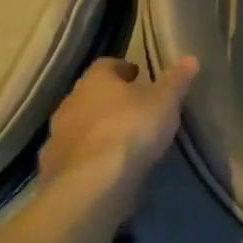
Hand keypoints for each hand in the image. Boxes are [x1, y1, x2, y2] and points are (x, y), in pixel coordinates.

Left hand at [37, 55, 198, 215]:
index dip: (123, 69)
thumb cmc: (132, 129)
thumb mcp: (165, 101)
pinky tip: (105, 167)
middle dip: (109, 100)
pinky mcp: (52, 168)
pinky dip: (87, 156)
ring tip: (121, 141)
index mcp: (95, 81)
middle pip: (89, 95)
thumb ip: (176, 80)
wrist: (93, 184)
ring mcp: (57, 137)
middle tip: (132, 109)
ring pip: (78, 125)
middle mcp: (70, 103)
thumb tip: (190, 59)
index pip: (106, 65)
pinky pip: (73, 155)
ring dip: (96, 129)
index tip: (139, 76)